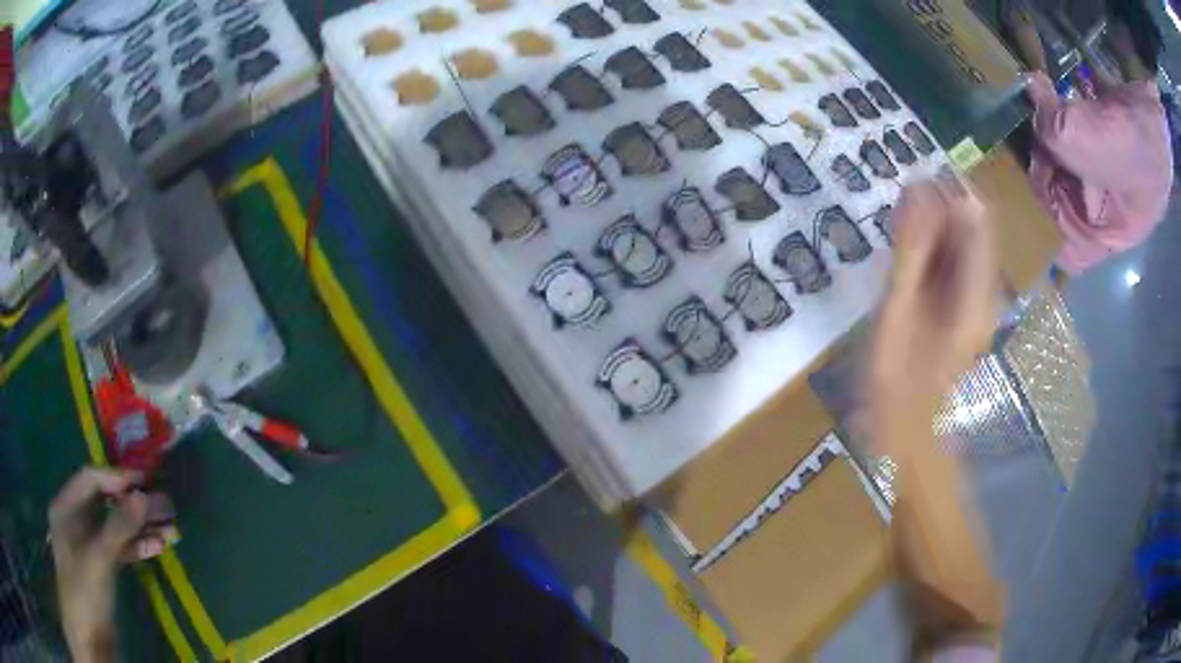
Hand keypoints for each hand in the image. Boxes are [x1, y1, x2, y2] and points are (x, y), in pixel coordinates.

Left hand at [49, 468, 174, 662]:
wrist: (88, 634)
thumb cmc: (84, 590)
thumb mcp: (98, 559)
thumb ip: (117, 528)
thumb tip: (142, 496)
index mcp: (67, 507)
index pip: (90, 480)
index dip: (116, 478)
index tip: (144, 481)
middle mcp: (77, 520)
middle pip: (106, 503)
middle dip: (134, 505)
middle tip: (165, 505)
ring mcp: (89, 544)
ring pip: (115, 528)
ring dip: (140, 528)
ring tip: (169, 528)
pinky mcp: (102, 566)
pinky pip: (119, 549)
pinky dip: (137, 547)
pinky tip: (157, 548)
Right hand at [870, 178, 998, 458]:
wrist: (908, 431)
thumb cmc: (899, 380)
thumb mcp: (899, 310)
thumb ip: (913, 250)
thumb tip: (919, 189)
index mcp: (978, 292)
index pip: (978, 215)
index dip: (947, 189)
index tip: (911, 187)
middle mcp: (985, 289)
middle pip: (972, 224)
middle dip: (937, 206)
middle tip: (899, 211)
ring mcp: (975, 298)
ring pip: (961, 240)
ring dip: (932, 225)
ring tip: (898, 232)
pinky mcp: (962, 306)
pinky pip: (952, 261)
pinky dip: (931, 248)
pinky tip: (908, 256)